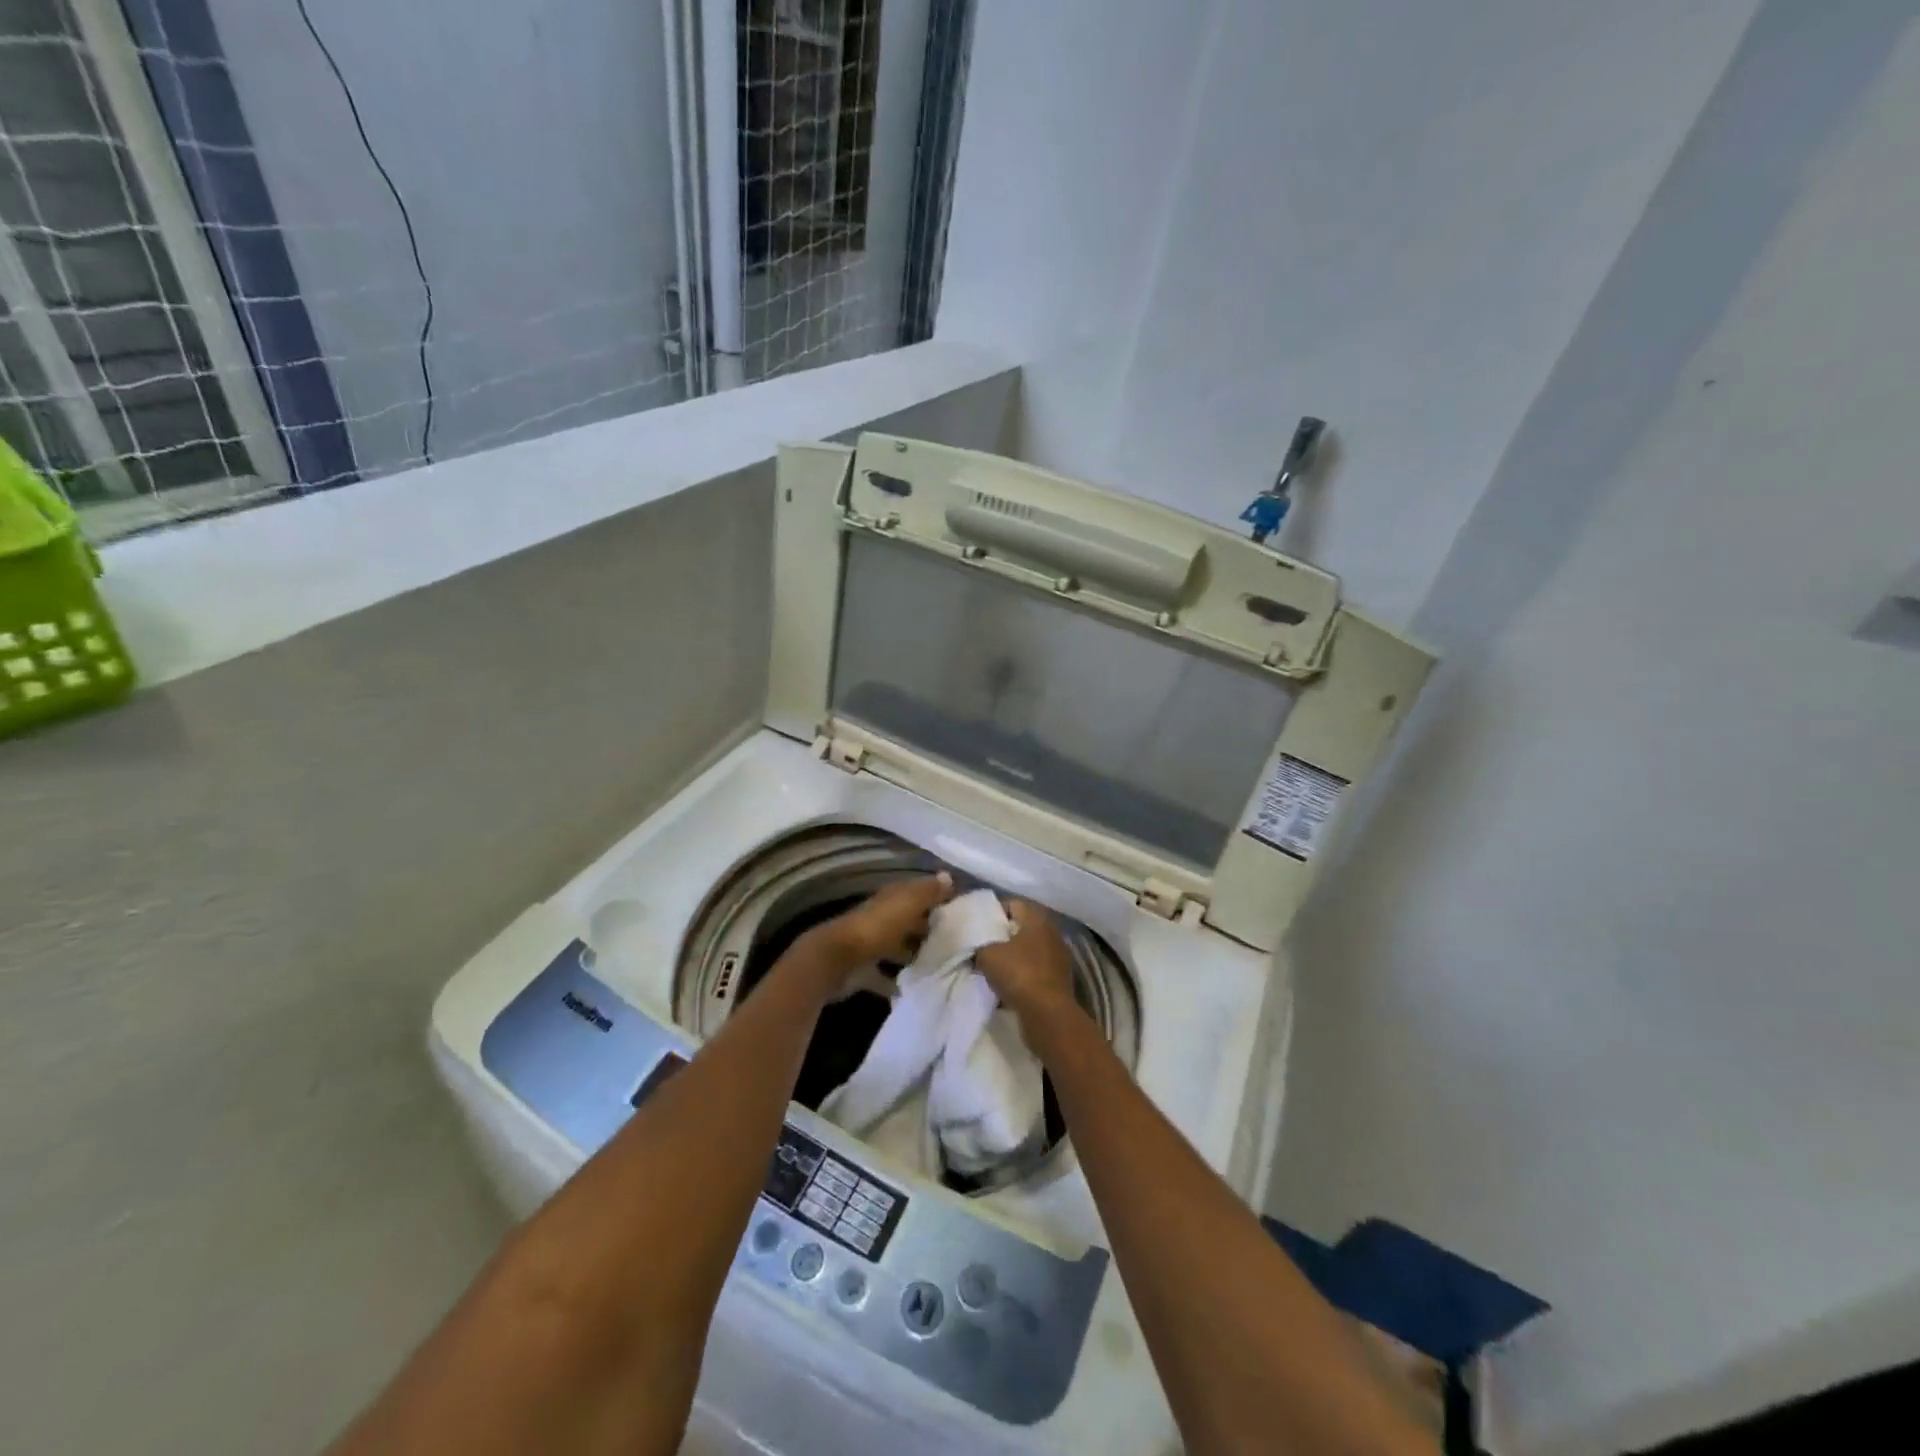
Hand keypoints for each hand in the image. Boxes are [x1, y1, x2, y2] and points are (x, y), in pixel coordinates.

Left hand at [811, 872, 953, 970]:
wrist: (837, 961)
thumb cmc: (876, 928)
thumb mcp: (907, 905)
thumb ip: (928, 892)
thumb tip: (948, 875)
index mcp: (890, 899)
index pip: (916, 892)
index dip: (936, 896)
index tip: (960, 907)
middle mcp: (880, 918)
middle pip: (907, 920)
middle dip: (928, 927)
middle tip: (958, 939)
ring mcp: (870, 945)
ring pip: (898, 946)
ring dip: (914, 953)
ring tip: (943, 964)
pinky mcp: (863, 971)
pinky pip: (885, 975)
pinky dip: (897, 980)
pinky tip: (917, 988)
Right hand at [975, 900, 1077, 1023]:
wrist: (1048, 1014)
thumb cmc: (1018, 974)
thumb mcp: (987, 955)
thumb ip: (979, 945)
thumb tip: (977, 946)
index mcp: (1037, 917)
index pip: (1012, 903)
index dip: (993, 912)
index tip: (978, 925)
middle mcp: (1052, 931)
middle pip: (1022, 927)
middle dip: (1003, 935)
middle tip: (983, 946)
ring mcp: (1059, 955)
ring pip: (1029, 949)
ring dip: (1014, 956)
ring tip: (994, 967)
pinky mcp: (1061, 978)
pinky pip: (1036, 969)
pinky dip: (1023, 974)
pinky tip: (1009, 985)